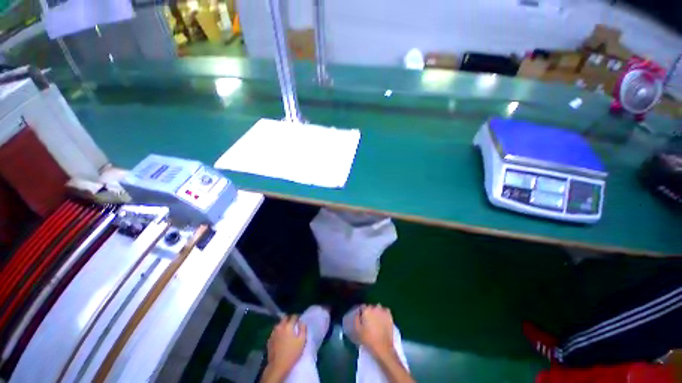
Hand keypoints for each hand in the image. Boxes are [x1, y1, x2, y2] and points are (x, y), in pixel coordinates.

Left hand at [263, 315, 306, 380]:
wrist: (277, 366)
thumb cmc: (292, 353)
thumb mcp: (302, 341)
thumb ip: (303, 329)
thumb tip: (301, 322)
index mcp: (288, 326)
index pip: (293, 316)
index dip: (297, 317)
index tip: (299, 321)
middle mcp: (279, 327)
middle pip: (285, 318)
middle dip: (290, 319)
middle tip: (293, 324)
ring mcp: (273, 333)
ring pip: (279, 324)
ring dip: (283, 325)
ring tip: (287, 331)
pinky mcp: (269, 339)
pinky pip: (275, 331)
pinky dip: (279, 331)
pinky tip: (281, 337)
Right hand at [354, 305, 395, 357]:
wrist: (382, 347)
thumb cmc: (368, 339)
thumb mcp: (357, 330)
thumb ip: (356, 319)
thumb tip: (358, 313)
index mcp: (366, 310)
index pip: (362, 307)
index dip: (362, 313)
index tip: (362, 319)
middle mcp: (375, 307)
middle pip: (370, 307)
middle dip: (369, 312)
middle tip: (369, 321)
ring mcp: (383, 310)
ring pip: (378, 308)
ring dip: (376, 312)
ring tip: (376, 321)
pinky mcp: (389, 315)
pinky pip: (385, 311)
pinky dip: (383, 314)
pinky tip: (383, 320)